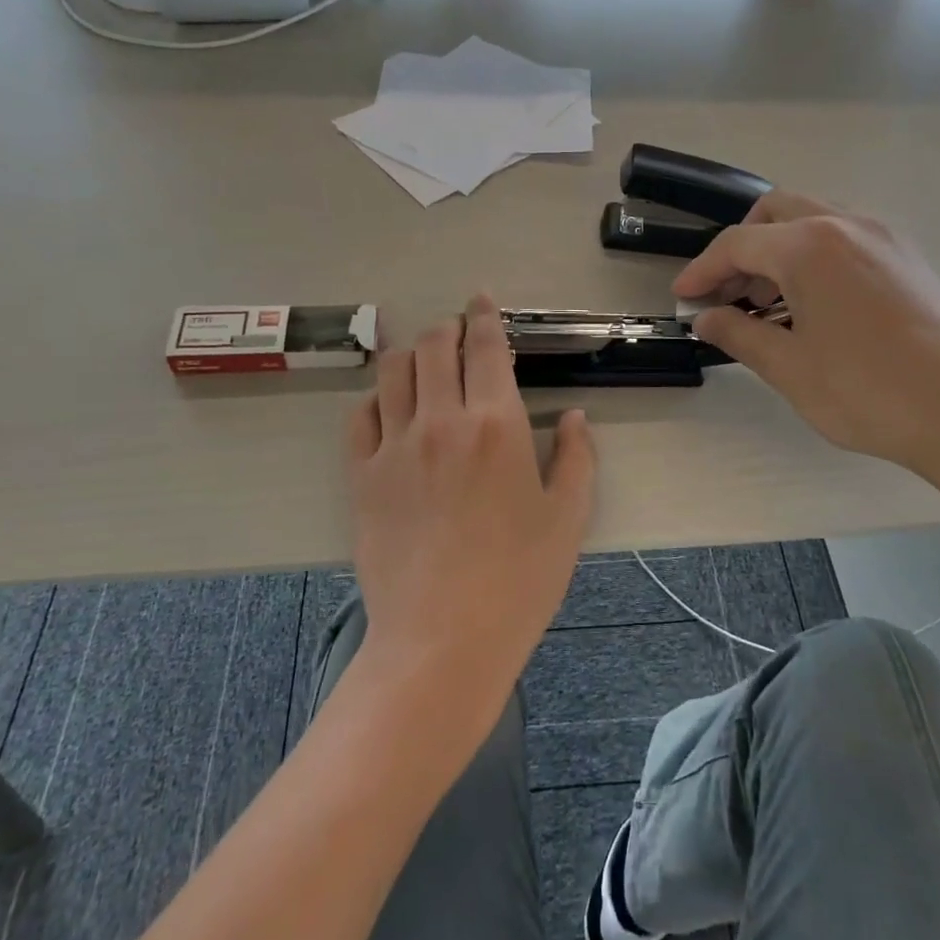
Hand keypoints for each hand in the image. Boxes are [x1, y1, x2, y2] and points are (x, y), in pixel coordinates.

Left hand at [346, 294, 595, 710]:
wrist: (443, 639)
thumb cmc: (519, 580)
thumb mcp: (568, 518)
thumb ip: (577, 458)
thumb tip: (576, 418)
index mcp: (497, 424)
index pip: (485, 347)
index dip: (484, 315)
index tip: (481, 300)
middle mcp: (441, 421)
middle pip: (432, 347)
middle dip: (446, 327)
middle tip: (457, 331)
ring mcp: (395, 447)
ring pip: (392, 372)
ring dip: (409, 353)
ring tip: (422, 360)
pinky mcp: (362, 476)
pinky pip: (361, 416)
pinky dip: (376, 398)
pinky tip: (389, 406)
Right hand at [674, 192, 939, 482]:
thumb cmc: (867, 391)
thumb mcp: (788, 367)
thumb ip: (739, 334)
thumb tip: (706, 319)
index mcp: (811, 245)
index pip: (738, 243)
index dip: (702, 269)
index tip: (682, 297)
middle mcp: (848, 225)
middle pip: (775, 213)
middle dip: (740, 248)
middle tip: (724, 294)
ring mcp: (884, 237)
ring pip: (813, 222)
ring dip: (777, 252)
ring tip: (763, 305)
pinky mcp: (907, 258)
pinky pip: (845, 239)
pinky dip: (813, 258)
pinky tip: (809, 306)